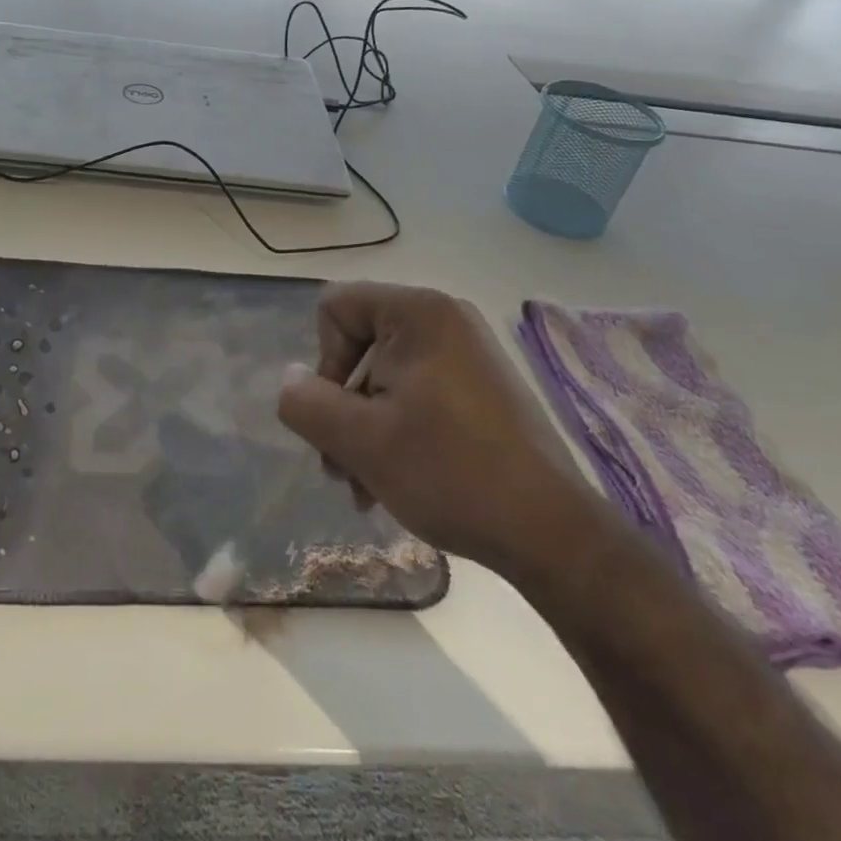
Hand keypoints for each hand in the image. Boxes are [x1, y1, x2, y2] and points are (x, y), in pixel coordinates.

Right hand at [277, 281, 607, 579]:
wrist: (551, 532)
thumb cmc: (449, 472)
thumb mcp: (360, 442)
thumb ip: (307, 403)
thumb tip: (289, 380)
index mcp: (418, 313)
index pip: (336, 307)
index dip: (325, 361)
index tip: (341, 416)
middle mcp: (445, 319)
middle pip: (360, 346)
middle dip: (343, 408)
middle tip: (342, 468)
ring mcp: (469, 353)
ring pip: (386, 376)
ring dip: (365, 429)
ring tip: (366, 487)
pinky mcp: (483, 387)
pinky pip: (418, 392)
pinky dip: (398, 430)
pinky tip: (396, 481)